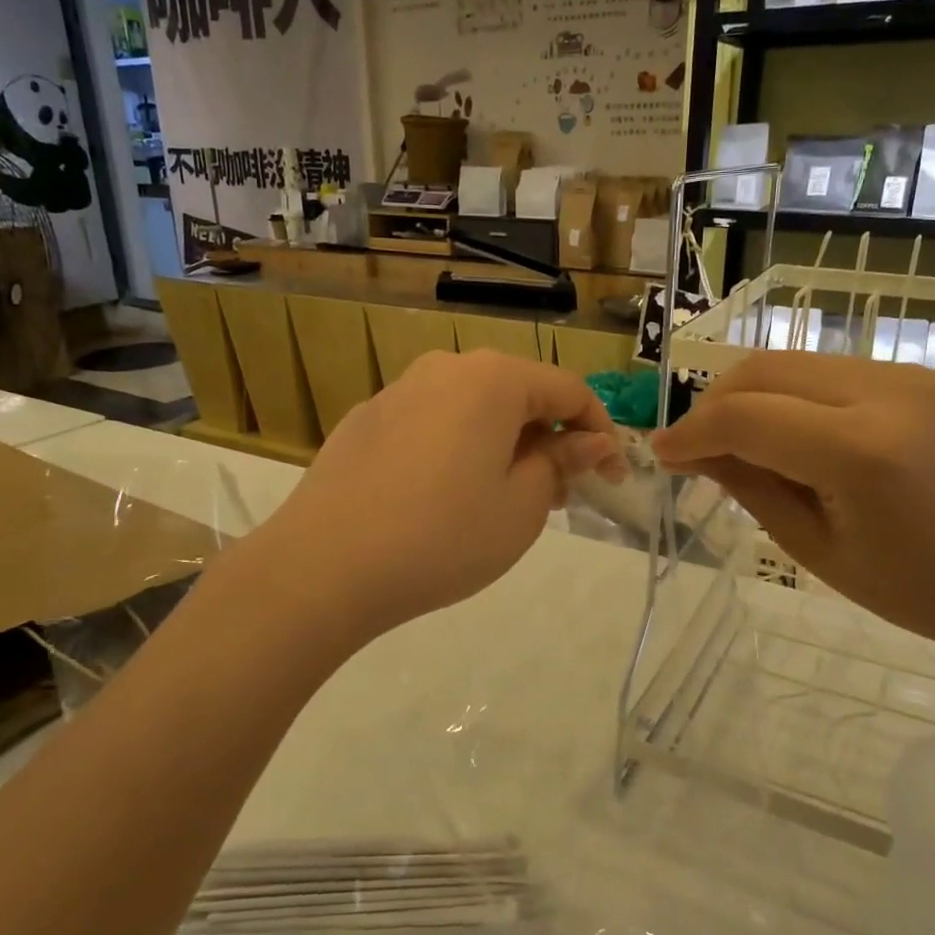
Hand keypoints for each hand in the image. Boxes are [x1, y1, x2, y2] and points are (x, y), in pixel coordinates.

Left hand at [258, 350, 625, 637]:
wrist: (324, 566)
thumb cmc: (442, 536)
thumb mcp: (521, 507)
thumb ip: (560, 464)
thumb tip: (587, 442)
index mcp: (492, 379)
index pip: (568, 390)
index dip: (600, 433)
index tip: (611, 478)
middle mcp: (444, 368)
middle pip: (518, 394)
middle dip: (549, 440)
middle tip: (559, 496)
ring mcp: (398, 392)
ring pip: (473, 409)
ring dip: (503, 445)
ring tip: (504, 500)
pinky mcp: (365, 421)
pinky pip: (432, 424)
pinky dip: (458, 449)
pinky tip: (445, 498)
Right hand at [650, 352, 934, 665]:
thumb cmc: (916, 589)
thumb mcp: (813, 548)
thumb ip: (748, 486)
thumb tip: (693, 452)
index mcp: (861, 451)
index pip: (746, 417)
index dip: (692, 433)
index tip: (661, 456)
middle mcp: (883, 393)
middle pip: (763, 371)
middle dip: (712, 405)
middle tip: (691, 450)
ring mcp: (902, 376)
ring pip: (788, 362)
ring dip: (745, 396)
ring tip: (728, 443)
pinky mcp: (910, 376)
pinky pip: (820, 371)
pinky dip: (782, 395)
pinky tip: (776, 433)